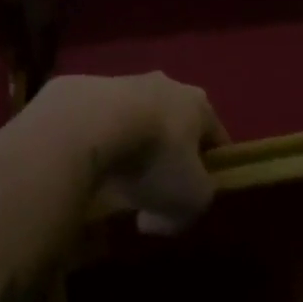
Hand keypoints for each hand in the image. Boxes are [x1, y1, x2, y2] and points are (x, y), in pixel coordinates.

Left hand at [29, 73, 228, 234]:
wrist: (89, 122)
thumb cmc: (155, 157)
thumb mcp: (188, 200)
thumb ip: (187, 213)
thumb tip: (156, 220)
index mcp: (199, 105)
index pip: (215, 136)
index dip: (211, 167)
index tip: (196, 194)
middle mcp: (167, 85)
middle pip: (175, 124)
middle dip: (167, 154)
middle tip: (151, 189)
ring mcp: (125, 81)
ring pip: (137, 119)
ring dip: (131, 145)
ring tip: (113, 179)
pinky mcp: (87, 87)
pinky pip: (101, 121)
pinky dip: (99, 141)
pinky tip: (87, 164)